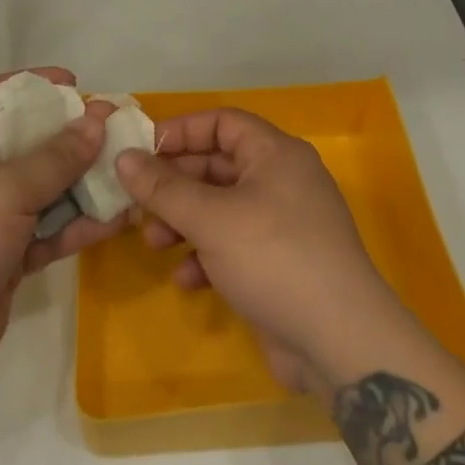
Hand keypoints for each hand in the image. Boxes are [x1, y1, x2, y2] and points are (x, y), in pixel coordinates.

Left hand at [0, 69, 122, 382]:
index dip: (32, 84)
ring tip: (127, 172)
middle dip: (70, 136)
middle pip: (25, 141)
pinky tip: (116, 219)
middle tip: (114, 130)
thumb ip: (56, 156)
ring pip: (42, 188)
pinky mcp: (4, 255)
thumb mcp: (5, 189)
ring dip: (82, 183)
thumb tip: (98, 119)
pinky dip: (76, 225)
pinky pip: (46, 230)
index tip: (75, 84)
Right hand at [116, 110, 403, 392]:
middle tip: (137, 202)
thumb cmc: (273, 258)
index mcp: (275, 154)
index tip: (141, 151)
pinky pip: (233, 245)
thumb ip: (163, 187)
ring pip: (220, 208)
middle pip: (217, 166)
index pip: (222, 122)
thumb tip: (124, 158)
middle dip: (174, 185)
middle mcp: (282, 180)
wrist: (340, 341)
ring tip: (154, 243)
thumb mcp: (211, 218)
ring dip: (184, 222)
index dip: (181, 131)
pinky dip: (206, 256)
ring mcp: (283, 224)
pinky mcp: (279, 263)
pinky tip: (188, 280)